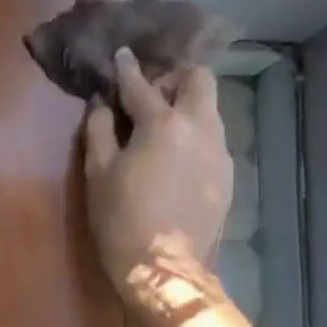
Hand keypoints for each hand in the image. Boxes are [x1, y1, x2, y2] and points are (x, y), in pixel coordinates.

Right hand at [83, 49, 233, 295]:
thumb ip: (99, 129)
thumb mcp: (98, 173)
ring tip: (160, 125)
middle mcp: (201, 129)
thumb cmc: (121, 220)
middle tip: (149, 93)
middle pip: (199, 81)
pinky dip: (194, 134)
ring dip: (187, 106)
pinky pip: (213, 139)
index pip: (142, 84)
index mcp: (164, 123)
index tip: (122, 55)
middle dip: (174, 77)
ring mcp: (220, 153)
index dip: (128, 68)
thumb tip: (101, 103)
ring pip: (210, 110)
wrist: (166, 271)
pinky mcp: (228, 177)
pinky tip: (175, 156)